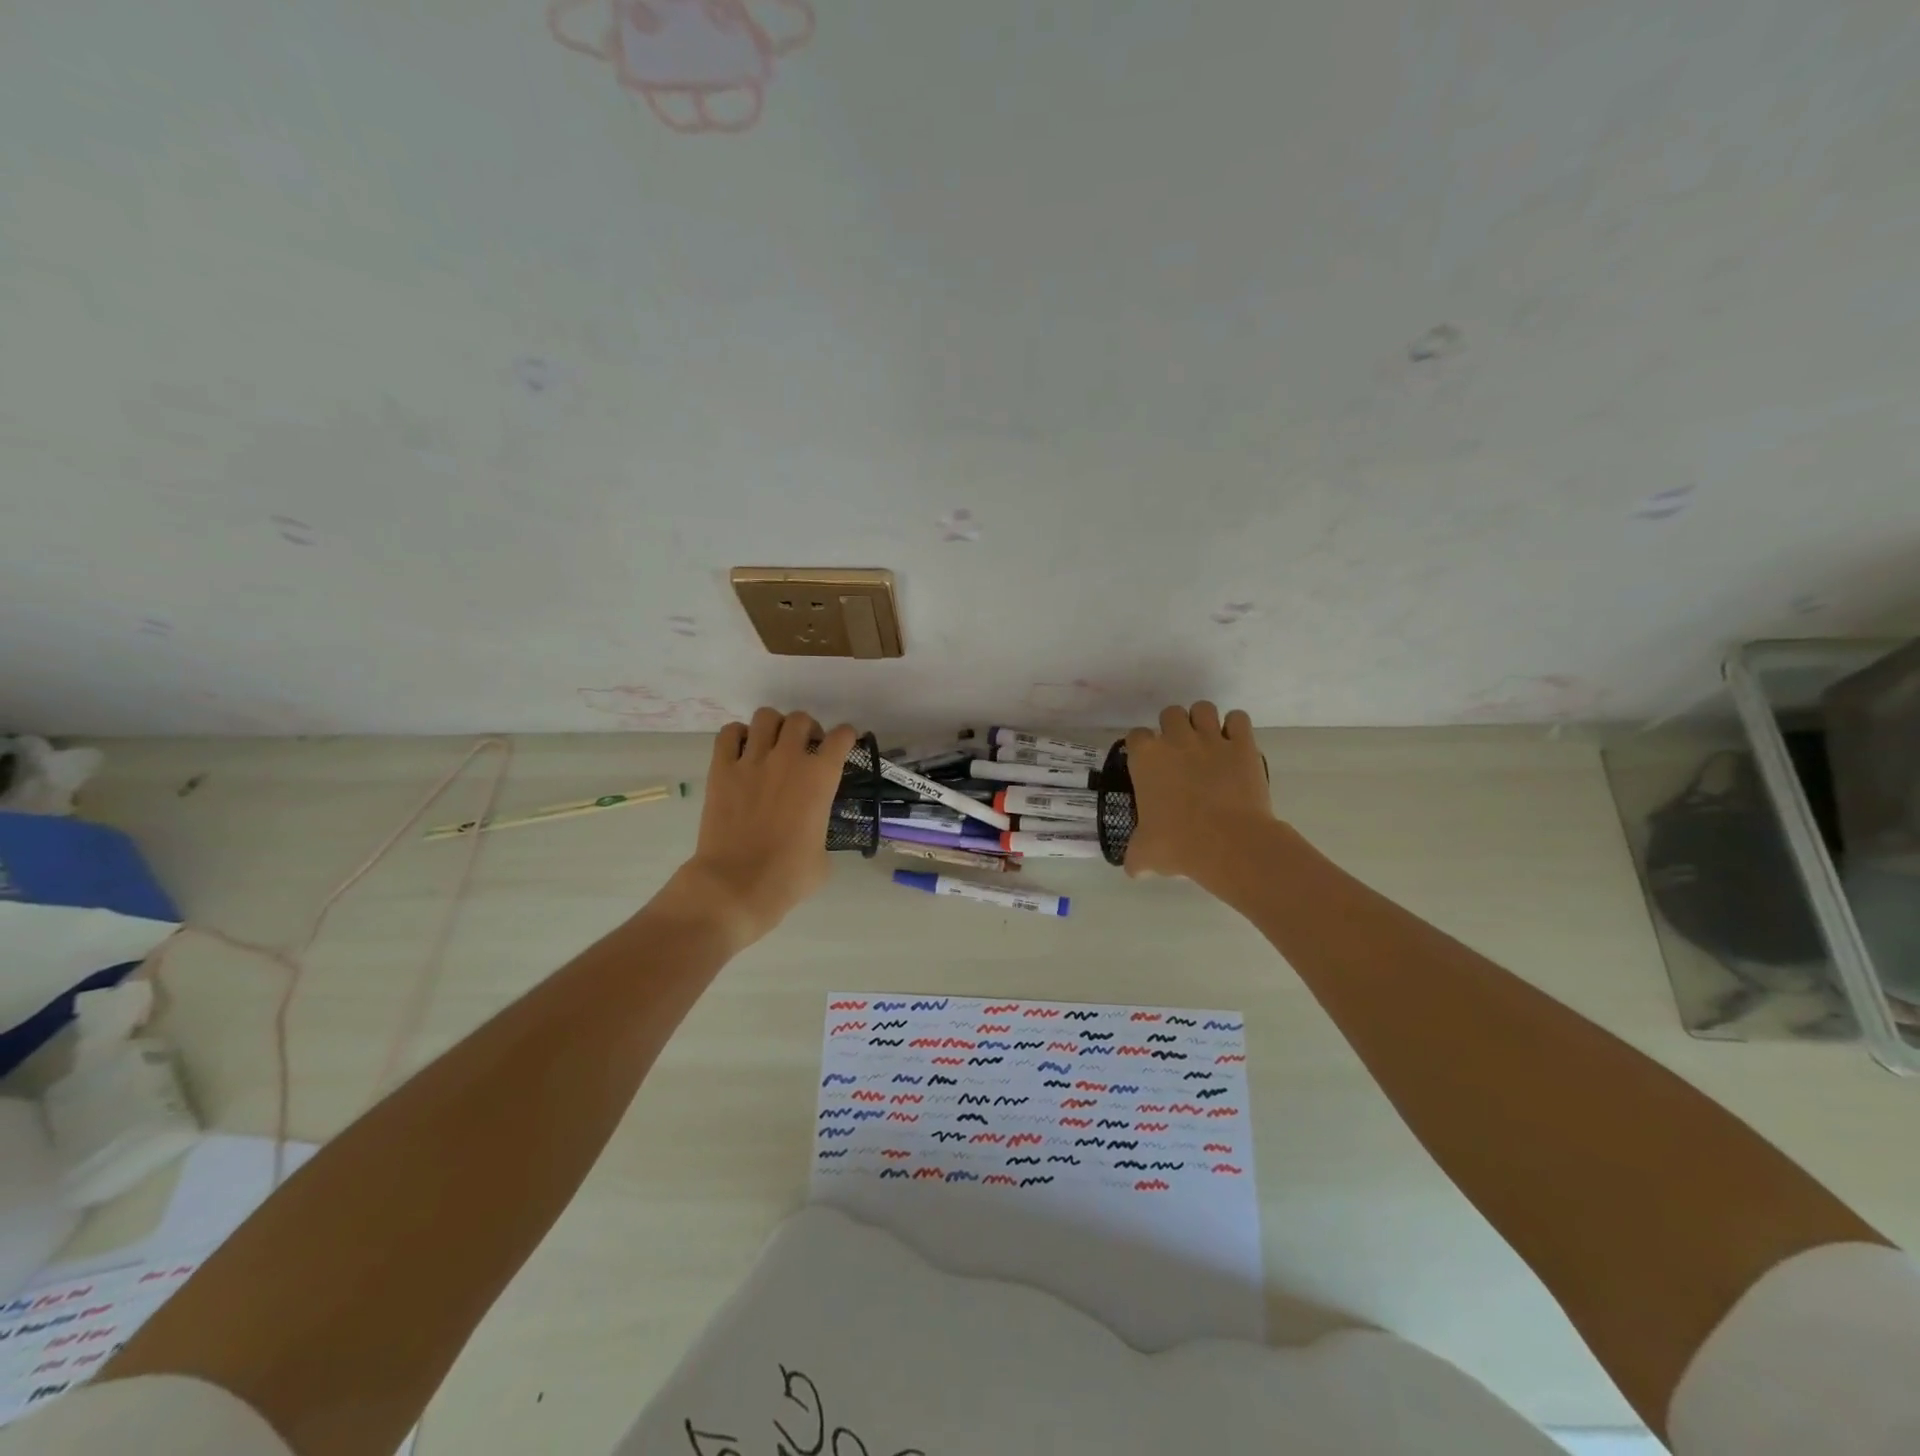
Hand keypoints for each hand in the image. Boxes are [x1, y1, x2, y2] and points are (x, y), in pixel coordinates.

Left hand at [663, 708, 855, 949]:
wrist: (736, 885)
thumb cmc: (787, 877)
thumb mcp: (824, 855)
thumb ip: (821, 828)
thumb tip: (811, 828)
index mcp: (821, 778)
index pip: (841, 738)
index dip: (845, 738)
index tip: (842, 746)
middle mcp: (789, 759)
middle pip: (801, 720)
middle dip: (808, 730)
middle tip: (805, 750)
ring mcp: (752, 761)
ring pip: (766, 717)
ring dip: (775, 727)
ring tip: (773, 745)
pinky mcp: (721, 769)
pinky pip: (729, 733)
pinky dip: (738, 736)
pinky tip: (742, 751)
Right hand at [1122, 702, 1275, 888]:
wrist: (1228, 843)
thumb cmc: (1179, 844)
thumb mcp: (1146, 853)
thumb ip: (1136, 857)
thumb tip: (1134, 870)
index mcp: (1146, 758)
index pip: (1136, 736)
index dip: (1142, 748)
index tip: (1148, 764)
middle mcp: (1176, 740)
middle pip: (1170, 713)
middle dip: (1173, 728)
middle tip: (1179, 753)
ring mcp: (1211, 739)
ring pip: (1203, 708)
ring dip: (1202, 721)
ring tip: (1206, 741)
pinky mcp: (1243, 745)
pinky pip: (1238, 719)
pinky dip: (1236, 727)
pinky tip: (1234, 744)